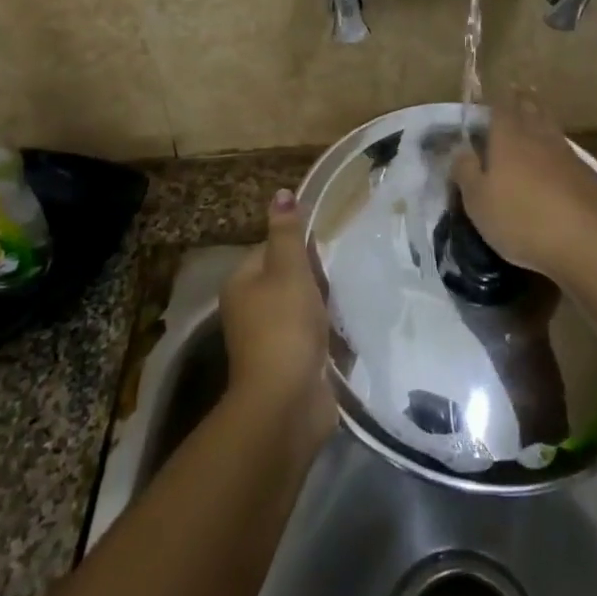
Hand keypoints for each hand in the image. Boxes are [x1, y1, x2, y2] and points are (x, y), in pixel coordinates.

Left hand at [220, 189, 335, 458]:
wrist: (287, 402)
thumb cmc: (285, 325)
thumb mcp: (288, 269)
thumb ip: (287, 232)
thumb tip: (281, 193)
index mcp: (242, 283)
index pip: (271, 249)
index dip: (300, 246)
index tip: (328, 248)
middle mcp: (250, 310)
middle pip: (288, 280)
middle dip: (317, 277)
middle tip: (345, 271)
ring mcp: (271, 341)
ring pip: (304, 309)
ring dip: (327, 306)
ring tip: (354, 295)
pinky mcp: (292, 365)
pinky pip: (315, 338)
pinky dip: (332, 335)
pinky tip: (353, 328)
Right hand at [451, 92, 596, 280]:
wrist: (587, 241)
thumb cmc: (521, 219)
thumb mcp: (478, 202)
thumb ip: (466, 172)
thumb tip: (461, 150)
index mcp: (508, 139)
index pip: (502, 109)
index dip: (498, 100)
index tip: (497, 91)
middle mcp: (539, 138)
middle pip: (531, 111)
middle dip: (524, 100)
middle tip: (520, 90)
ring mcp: (567, 155)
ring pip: (551, 128)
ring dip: (543, 118)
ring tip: (537, 114)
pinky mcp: (589, 175)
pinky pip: (568, 152)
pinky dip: (559, 148)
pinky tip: (558, 157)